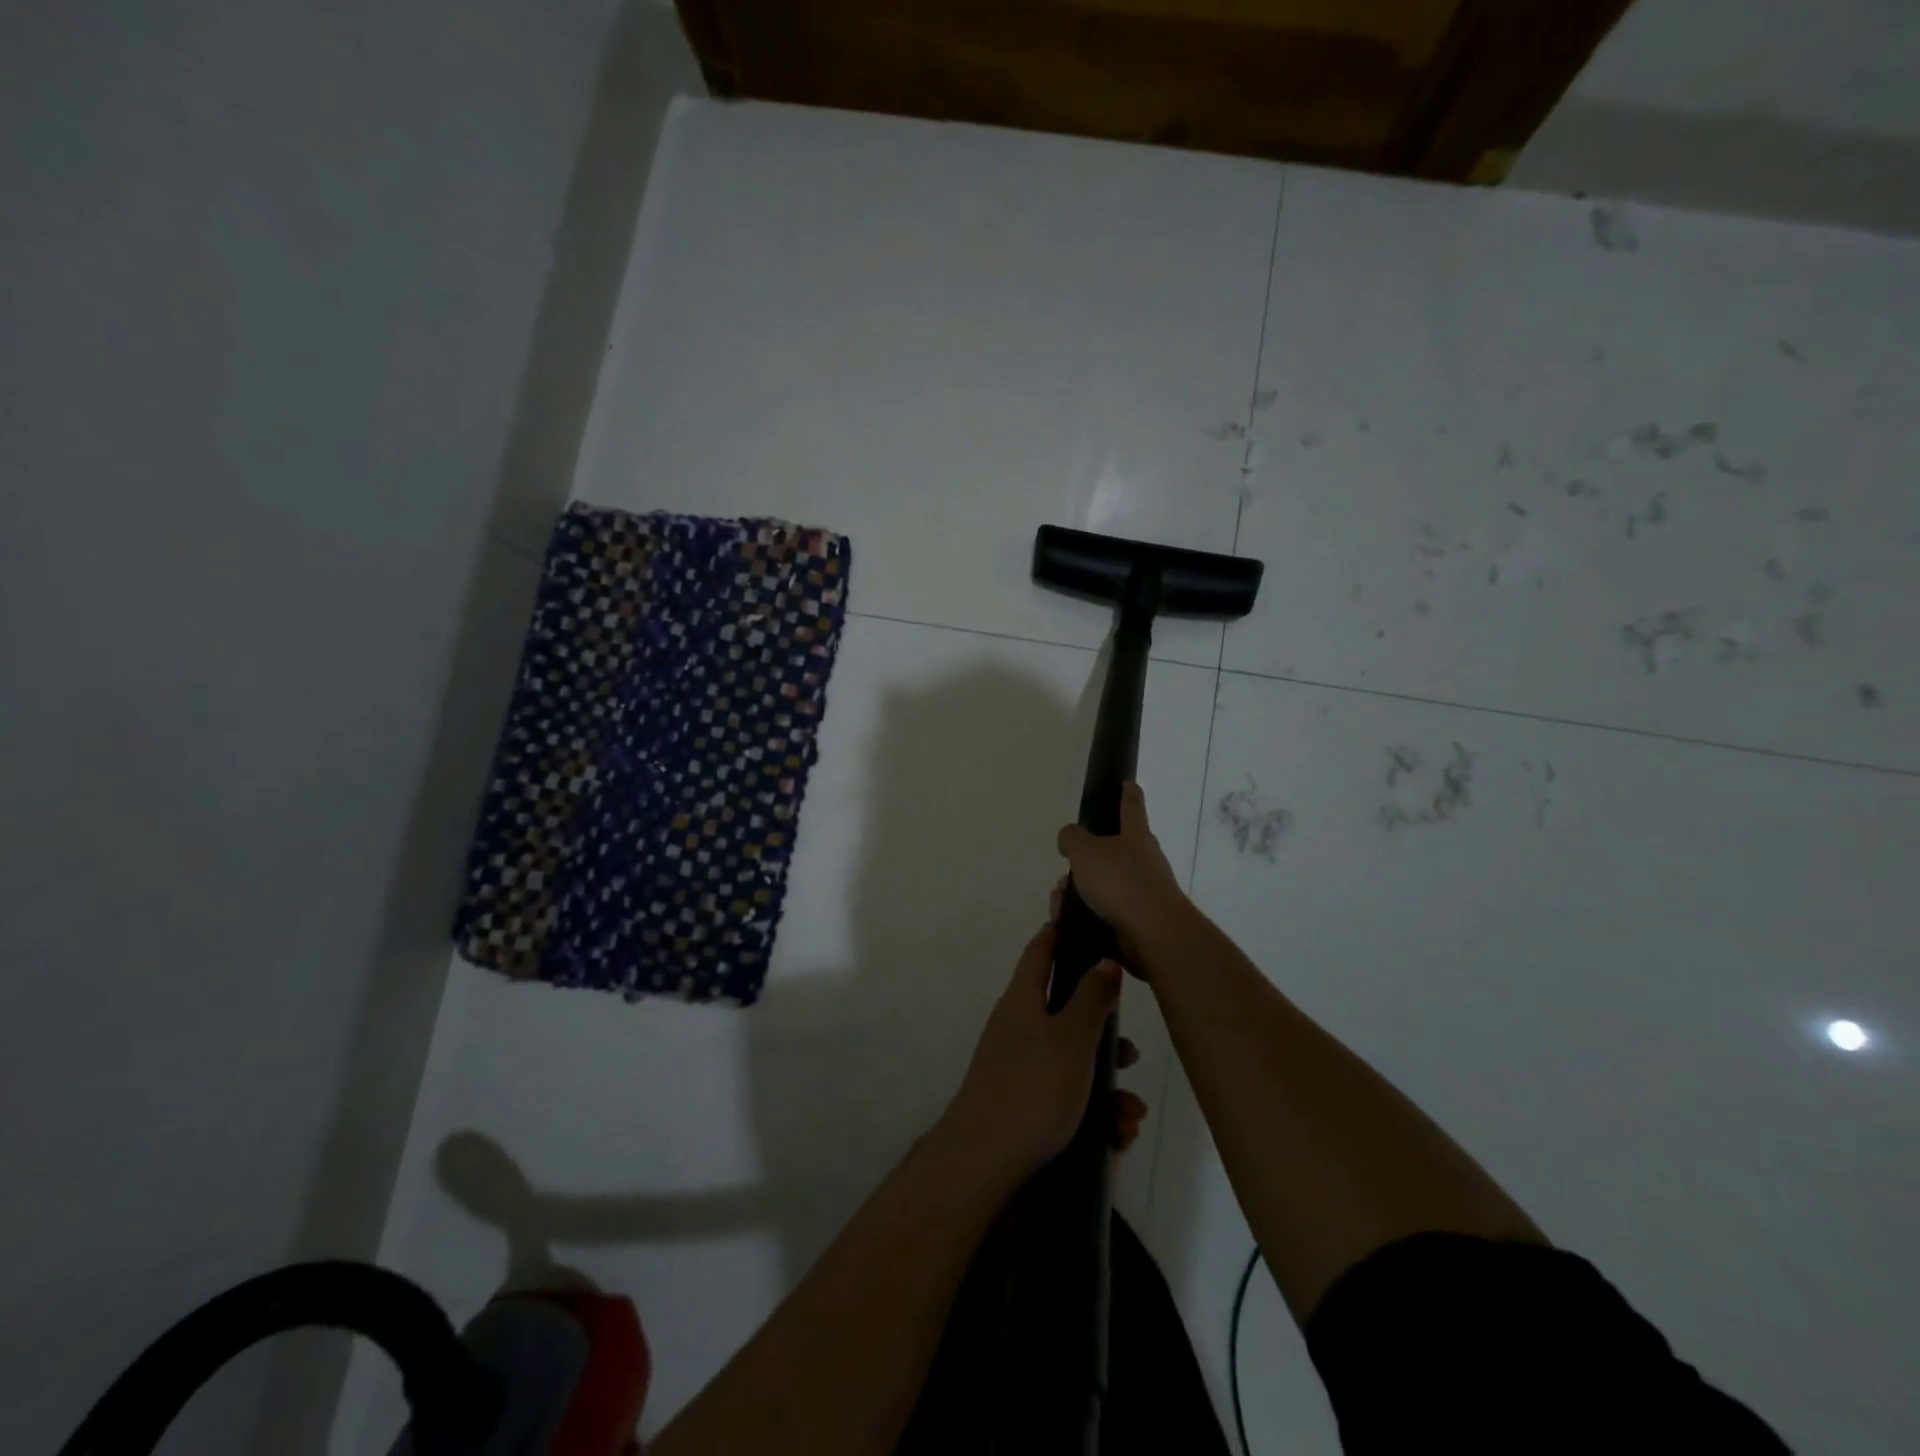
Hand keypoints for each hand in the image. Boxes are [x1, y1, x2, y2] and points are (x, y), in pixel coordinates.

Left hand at [943, 919, 1148, 1182]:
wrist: (984, 1162)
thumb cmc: (1033, 1088)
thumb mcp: (1072, 1038)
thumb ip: (1091, 997)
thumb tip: (1104, 959)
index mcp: (1024, 998)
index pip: (1041, 949)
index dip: (1061, 931)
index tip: (1085, 919)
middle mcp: (1018, 1025)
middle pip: (1065, 1010)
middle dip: (1103, 1031)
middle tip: (1129, 1051)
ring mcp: (1018, 1065)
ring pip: (1072, 1060)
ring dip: (1105, 1083)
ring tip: (1130, 1113)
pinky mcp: (1023, 1102)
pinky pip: (1065, 1095)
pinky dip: (1093, 1111)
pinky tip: (1116, 1135)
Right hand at [1055, 783, 1187, 970]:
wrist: (1152, 933)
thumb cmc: (1120, 882)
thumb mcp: (1084, 851)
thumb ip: (1072, 838)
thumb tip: (1070, 838)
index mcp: (1136, 835)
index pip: (1131, 806)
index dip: (1128, 793)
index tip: (1128, 783)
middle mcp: (1145, 860)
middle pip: (1113, 851)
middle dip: (1086, 860)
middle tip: (1066, 871)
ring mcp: (1144, 891)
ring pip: (1104, 884)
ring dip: (1080, 891)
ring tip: (1061, 904)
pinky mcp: (1139, 920)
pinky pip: (1105, 910)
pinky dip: (1086, 914)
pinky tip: (1069, 922)